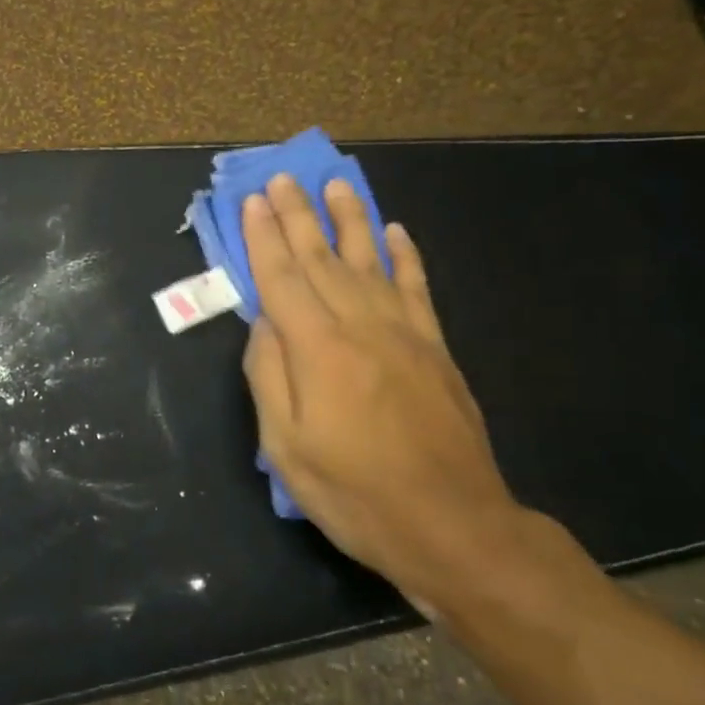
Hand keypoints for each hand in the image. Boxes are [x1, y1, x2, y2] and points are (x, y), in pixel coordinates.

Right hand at [240, 175, 525, 609]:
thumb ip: (268, 376)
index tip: (253, 201)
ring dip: (351, 220)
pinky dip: (405, 256)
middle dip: (298, 216)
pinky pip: (417, 288)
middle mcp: (360, 327)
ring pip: (371, 261)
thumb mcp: (286, 447)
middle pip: (322, 259)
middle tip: (283, 178)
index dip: (263, 238)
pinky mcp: (436, 348)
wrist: (452, 525)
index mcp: (318, 350)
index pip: (282, 278)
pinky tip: (396, 231)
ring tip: (337, 185)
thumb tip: (262, 323)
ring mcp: (404, 333)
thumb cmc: (355, 493)